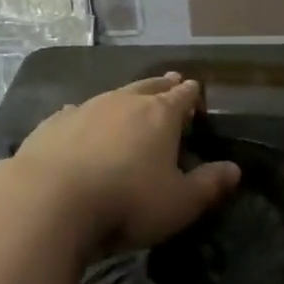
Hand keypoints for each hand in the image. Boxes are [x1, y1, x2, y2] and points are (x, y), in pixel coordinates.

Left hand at [12, 73, 238, 250]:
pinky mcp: (53, 124)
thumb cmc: (126, 202)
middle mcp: (124, 102)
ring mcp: (86, 109)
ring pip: (113, 94)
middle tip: (172, 80)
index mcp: (160, 115)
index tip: (197, 91)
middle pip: (150, 86)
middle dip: (163, 84)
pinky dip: (86, 114)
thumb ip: (208, 185)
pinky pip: (76, 111)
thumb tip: (234, 169)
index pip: (183, 97)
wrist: (48, 201)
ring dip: (126, 96)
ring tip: (132, 96)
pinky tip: (79, 116)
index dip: (192, 94)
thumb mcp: (179, 203)